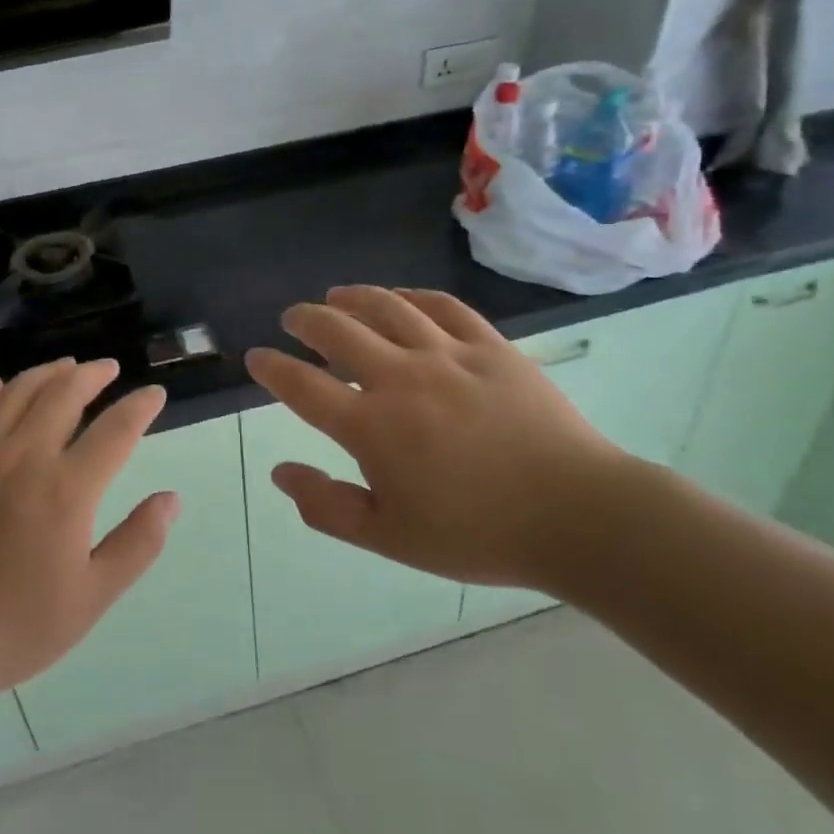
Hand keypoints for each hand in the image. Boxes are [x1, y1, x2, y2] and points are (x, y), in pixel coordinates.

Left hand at [0, 359, 176, 743]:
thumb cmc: (16, 628)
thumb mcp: (92, 598)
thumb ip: (138, 543)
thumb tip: (171, 499)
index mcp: (66, 490)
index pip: (115, 430)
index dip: (140, 406)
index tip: (154, 394)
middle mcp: (22, 457)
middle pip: (63, 394)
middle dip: (93, 375)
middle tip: (109, 369)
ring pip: (15, 393)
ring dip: (46, 373)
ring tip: (65, 368)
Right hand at [243, 286, 635, 588]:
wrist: (576, 515)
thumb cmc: (477, 534)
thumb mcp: (389, 537)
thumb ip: (326, 506)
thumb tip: (279, 473)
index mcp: (372, 427)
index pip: (302, 386)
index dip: (272, 368)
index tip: (256, 358)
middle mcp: (402, 378)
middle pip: (338, 331)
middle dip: (305, 320)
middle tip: (293, 318)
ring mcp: (448, 355)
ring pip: (388, 307)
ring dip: (353, 297)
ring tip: (336, 296)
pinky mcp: (490, 346)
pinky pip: (443, 307)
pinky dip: (413, 297)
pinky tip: (402, 299)